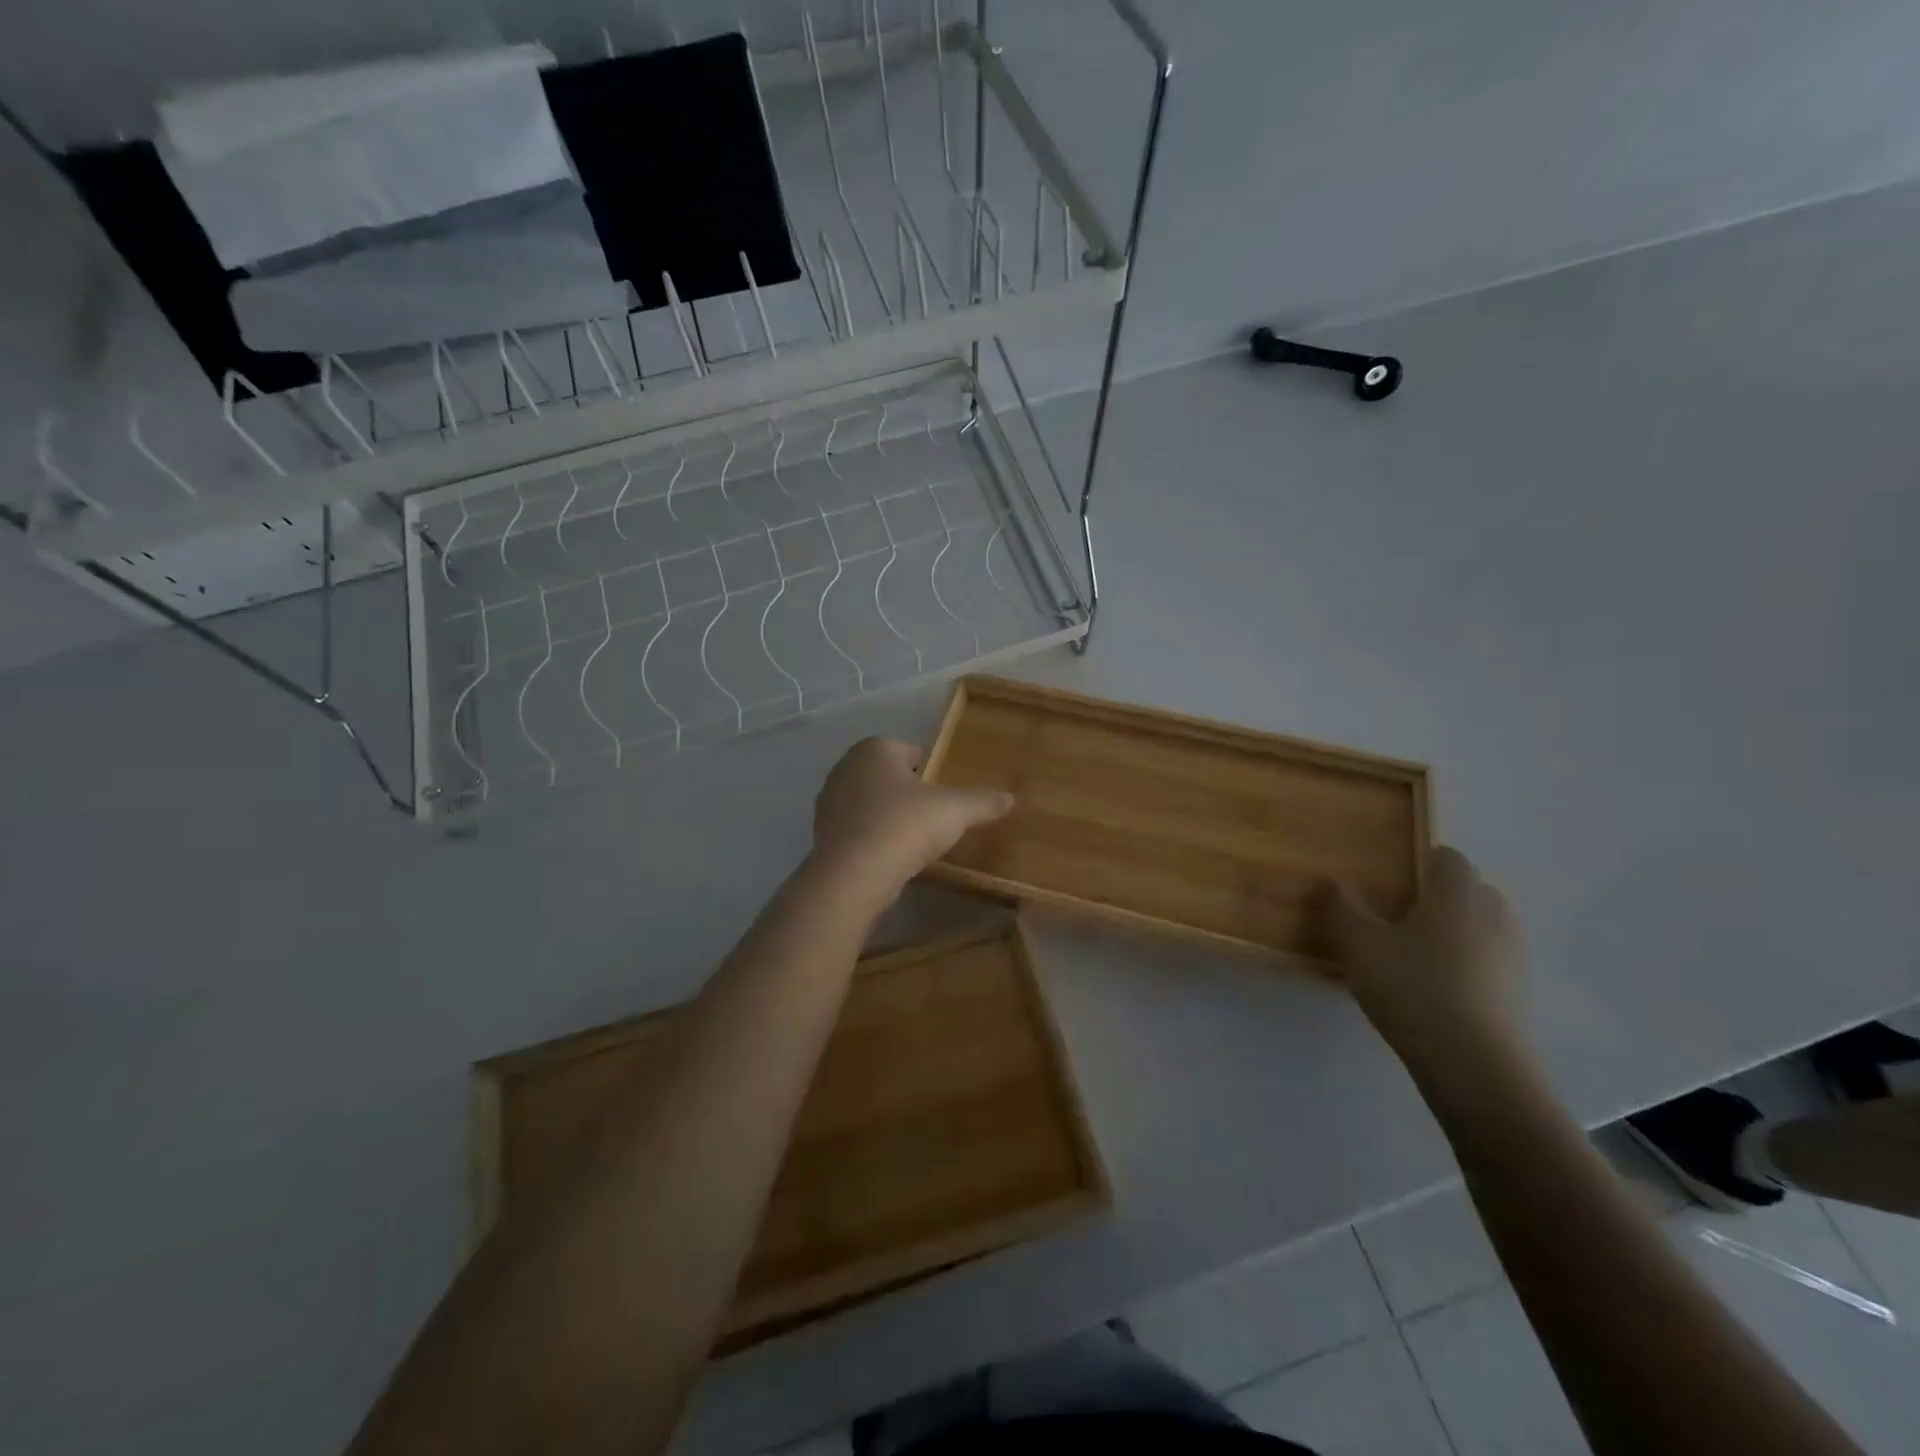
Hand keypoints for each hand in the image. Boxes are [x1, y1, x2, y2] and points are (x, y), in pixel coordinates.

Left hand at [811, 737, 1014, 896]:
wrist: (854, 875)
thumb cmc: (905, 826)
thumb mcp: (954, 810)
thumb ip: (983, 801)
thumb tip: (1012, 798)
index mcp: (874, 748)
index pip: (910, 752)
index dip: (931, 773)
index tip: (944, 798)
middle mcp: (845, 767)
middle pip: (889, 776)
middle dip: (908, 794)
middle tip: (932, 819)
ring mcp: (828, 801)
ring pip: (870, 802)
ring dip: (889, 817)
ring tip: (912, 842)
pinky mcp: (821, 833)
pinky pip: (856, 828)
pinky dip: (872, 838)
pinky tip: (889, 858)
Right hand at [1324, 848, 1525, 1069]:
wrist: (1478, 1069)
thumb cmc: (1413, 990)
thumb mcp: (1358, 945)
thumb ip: (1341, 907)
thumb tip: (1335, 883)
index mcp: (1459, 892)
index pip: (1446, 856)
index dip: (1416, 864)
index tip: (1385, 886)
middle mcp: (1495, 914)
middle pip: (1463, 891)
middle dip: (1431, 900)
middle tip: (1390, 922)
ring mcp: (1514, 955)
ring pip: (1476, 928)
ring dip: (1447, 935)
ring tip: (1407, 961)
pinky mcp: (1520, 993)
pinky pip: (1485, 962)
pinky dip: (1462, 967)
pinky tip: (1430, 994)